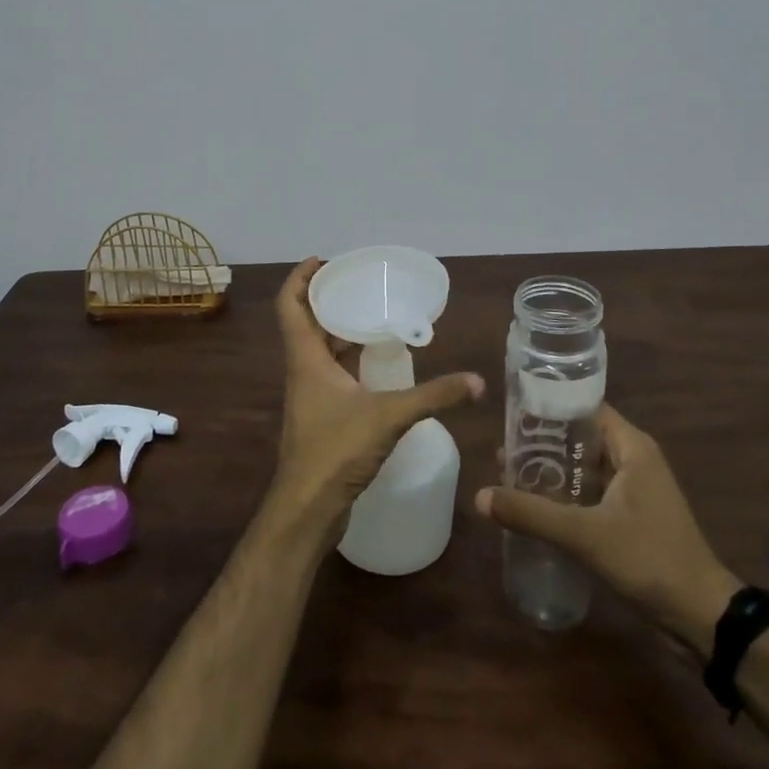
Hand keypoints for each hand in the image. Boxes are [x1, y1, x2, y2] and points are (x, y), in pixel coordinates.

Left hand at [268, 258, 483, 529]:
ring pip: (318, 348)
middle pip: (305, 322)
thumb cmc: (336, 452)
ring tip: (372, 313)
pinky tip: (376, 362)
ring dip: (338, 329)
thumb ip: (433, 396)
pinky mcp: (319, 415)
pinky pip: (330, 371)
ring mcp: (309, 394)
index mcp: (305, 358)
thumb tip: (477, 381)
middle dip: (327, 298)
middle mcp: (302, 370)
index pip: (290, 304)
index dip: (300, 277)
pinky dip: (347, 358)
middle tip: (360, 283)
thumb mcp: (389, 416)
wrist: (307, 509)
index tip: (322, 259)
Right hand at [476, 405, 740, 650]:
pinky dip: (564, 494)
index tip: (511, 411)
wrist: (703, 618)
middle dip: (542, 442)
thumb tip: (480, 496)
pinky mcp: (631, 517)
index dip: (549, 406)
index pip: (584, 407)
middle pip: (580, 436)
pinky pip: (589, 492)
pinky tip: (534, 506)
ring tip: (508, 473)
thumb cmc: (650, 559)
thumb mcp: (586, 534)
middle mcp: (634, 459)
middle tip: (502, 446)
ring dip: (551, 470)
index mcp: (631, 446)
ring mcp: (634, 489)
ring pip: (583, 467)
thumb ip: (532, 514)